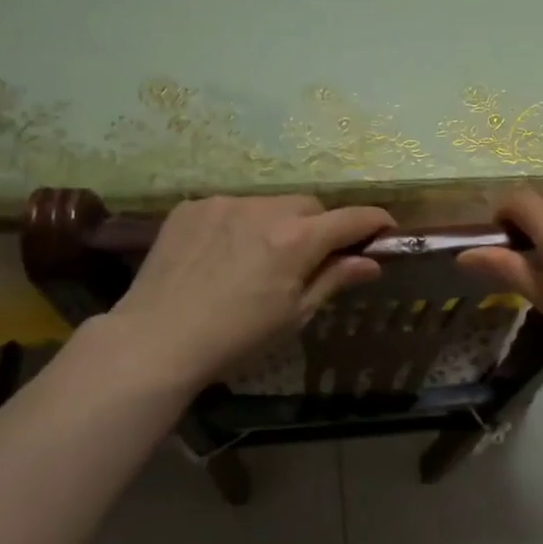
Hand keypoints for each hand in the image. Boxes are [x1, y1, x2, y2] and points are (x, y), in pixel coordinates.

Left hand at [107, 195, 393, 388]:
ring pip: (269, 204)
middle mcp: (265, 209)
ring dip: (277, 223)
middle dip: (320, 226)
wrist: (156, 339)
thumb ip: (334, 279)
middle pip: (310, 206)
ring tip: (258, 258)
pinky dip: (238, 224)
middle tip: (311, 257)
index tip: (386, 230)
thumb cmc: (237, 337)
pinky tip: (221, 255)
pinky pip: (230, 208)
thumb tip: (371, 262)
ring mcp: (224, 203)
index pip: (352, 218)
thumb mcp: (295, 315)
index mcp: (297, 239)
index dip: (375, 222)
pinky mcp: (192, 207)